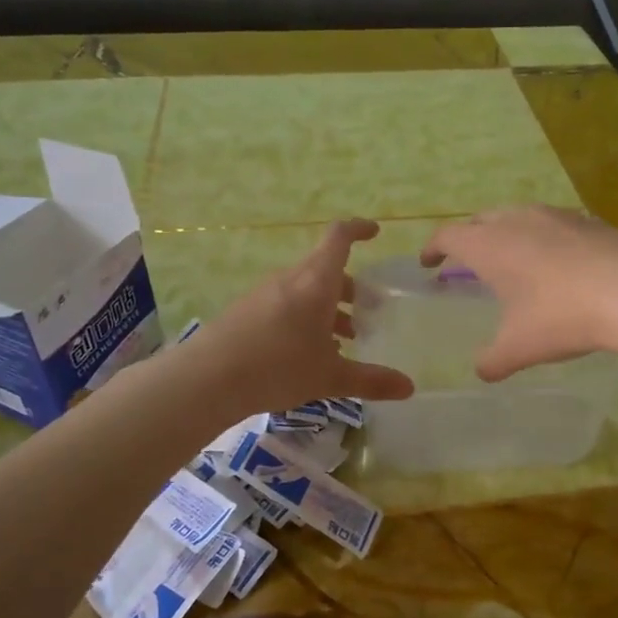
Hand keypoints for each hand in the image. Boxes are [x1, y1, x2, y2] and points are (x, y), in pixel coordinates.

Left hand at [189, 219, 414, 414]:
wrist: (207, 379)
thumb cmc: (278, 367)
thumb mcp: (330, 377)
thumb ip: (371, 380)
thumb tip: (409, 387)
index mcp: (316, 282)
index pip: (339, 238)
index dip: (358, 229)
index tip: (375, 232)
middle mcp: (290, 280)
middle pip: (325, 270)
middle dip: (350, 287)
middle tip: (369, 312)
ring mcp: (264, 294)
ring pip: (305, 291)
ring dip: (327, 308)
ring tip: (343, 341)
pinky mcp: (246, 312)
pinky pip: (285, 305)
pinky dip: (304, 319)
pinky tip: (306, 354)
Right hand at [420, 206, 617, 380]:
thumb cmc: (563, 316)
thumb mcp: (519, 348)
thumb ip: (492, 361)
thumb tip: (482, 370)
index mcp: (490, 245)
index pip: (449, 235)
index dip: (433, 248)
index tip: (428, 263)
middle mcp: (518, 220)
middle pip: (481, 219)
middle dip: (468, 237)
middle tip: (465, 261)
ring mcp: (556, 216)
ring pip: (517, 216)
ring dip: (505, 233)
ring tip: (510, 259)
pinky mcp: (589, 221)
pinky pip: (551, 224)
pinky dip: (540, 238)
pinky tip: (556, 262)